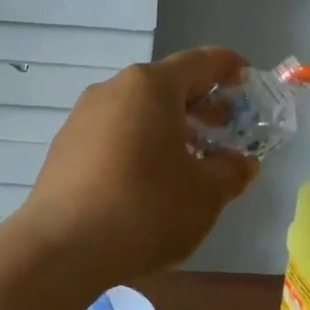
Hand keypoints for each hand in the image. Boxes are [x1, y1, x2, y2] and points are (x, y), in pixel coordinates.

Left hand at [22, 48, 257, 284]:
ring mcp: (84, 116)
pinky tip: (148, 178)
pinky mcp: (65, 145)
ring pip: (137, 109)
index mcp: (151, 86)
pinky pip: (113, 131)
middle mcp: (114, 89)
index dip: (229, 66)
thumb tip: (240, 162)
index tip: (247, 78)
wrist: (62, 247)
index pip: (200, 61)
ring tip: (189, 158)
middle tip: (226, 128)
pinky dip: (139, 142)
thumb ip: (231, 171)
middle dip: (200, 103)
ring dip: (168, 125)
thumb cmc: (146, 208)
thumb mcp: (205, 194)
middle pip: (166, 84)